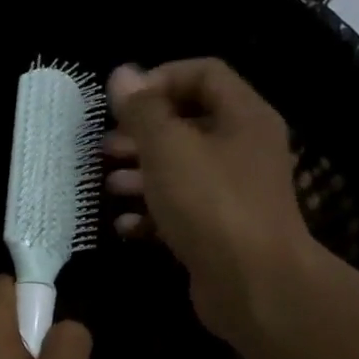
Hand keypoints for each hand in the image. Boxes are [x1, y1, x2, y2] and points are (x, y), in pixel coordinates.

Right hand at [105, 59, 314, 343]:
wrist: (253, 284)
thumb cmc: (211, 204)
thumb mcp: (169, 148)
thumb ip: (143, 110)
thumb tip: (123, 73)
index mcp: (242, 116)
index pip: (203, 74)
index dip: (160, 79)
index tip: (122, 103)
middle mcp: (243, 149)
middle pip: (188, 124)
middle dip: (142, 133)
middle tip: (105, 147)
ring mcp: (234, 193)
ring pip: (181, 171)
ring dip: (141, 174)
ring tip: (108, 185)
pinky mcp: (220, 231)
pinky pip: (182, 211)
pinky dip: (153, 214)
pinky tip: (126, 225)